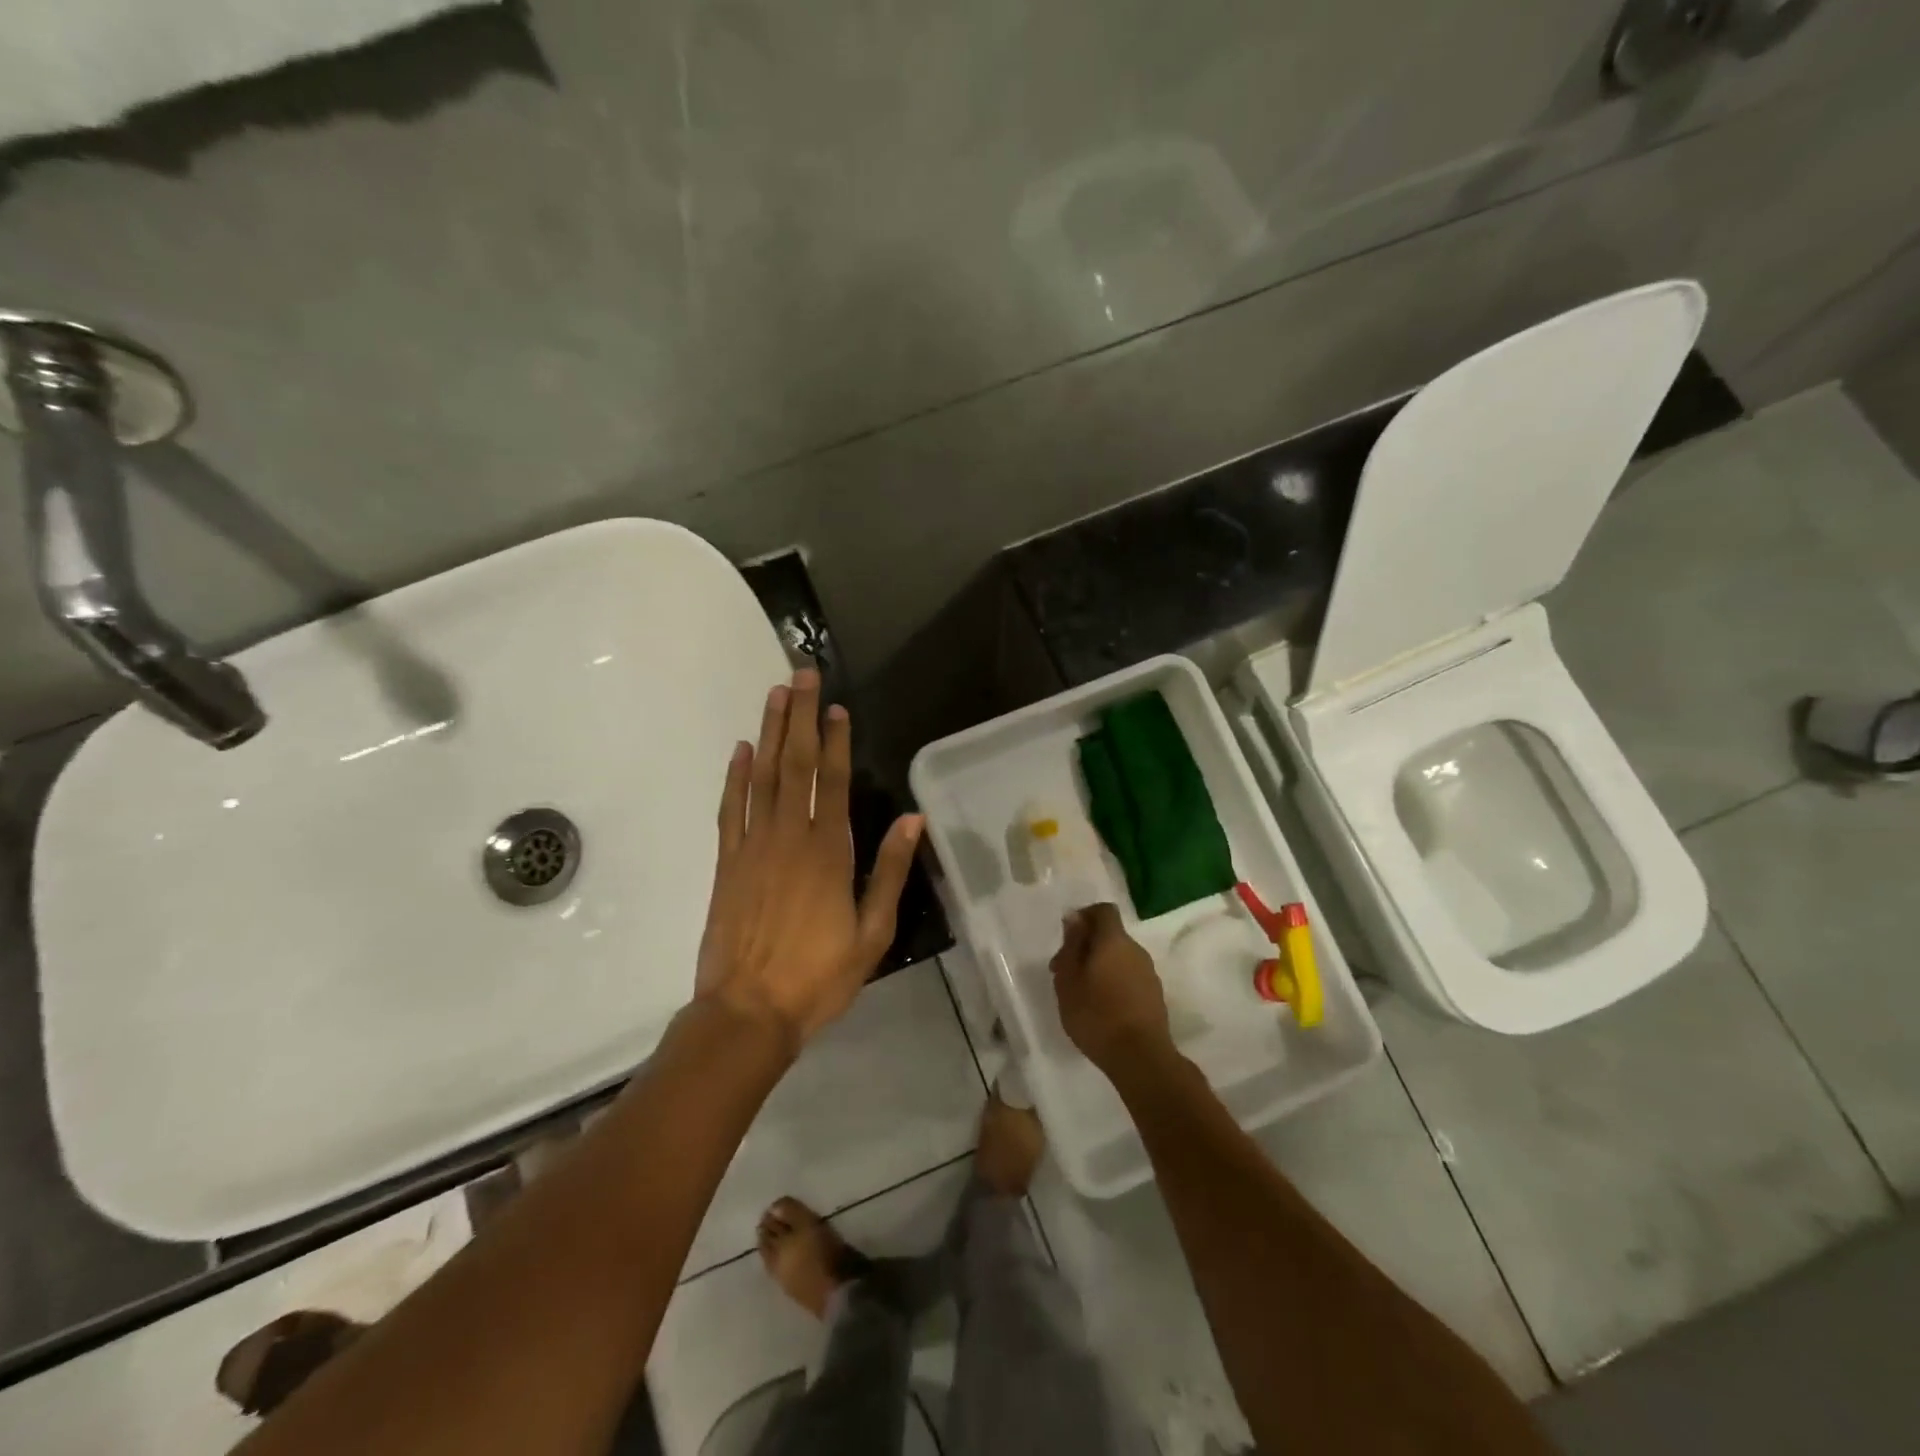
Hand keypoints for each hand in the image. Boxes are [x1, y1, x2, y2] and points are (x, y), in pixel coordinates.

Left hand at [694, 669, 922, 1050]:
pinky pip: (730, 808)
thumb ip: (890, 870)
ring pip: (762, 776)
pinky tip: (741, 749)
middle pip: (795, 764)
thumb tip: (912, 818)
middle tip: (802, 676)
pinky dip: (735, 776)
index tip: (837, 706)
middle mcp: (789, 836)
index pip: (832, 781)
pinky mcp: (726, 862)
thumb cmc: (819, 975)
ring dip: (770, 733)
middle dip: (800, 717)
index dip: (836, 740)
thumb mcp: (873, 931)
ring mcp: (752, 846)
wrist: (748, 1011)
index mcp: (829, 851)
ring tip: (775, 695)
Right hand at [1050, 903, 1172, 1074]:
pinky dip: (1114, 983)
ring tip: (1080, 994)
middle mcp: (1136, 950)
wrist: (1140, 1058)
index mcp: (1114, 940)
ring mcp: (1149, 974)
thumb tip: (1075, 918)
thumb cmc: (1096, 1015)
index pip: (1103, 910)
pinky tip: (1101, 1008)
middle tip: (1064, 973)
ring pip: (1120, 958)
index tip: (1068, 937)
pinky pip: (1130, 977)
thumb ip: (1072, 945)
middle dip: (1087, 947)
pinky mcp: (1154, 996)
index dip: (1085, 916)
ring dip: (1100, 966)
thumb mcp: (1069, 980)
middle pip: (1110, 936)